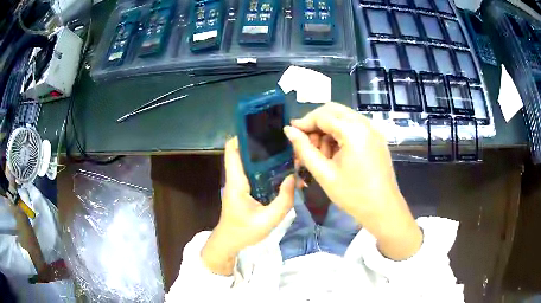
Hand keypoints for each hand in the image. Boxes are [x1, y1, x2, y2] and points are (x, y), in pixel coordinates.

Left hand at [201, 138, 294, 275]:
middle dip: (260, 144)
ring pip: (250, 162)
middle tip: (282, 140)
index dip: (242, 136)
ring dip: (265, 156)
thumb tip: (293, 177)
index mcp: (236, 182)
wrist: (229, 243)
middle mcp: (236, 178)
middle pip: (243, 152)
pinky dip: (266, 168)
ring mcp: (239, 183)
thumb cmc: (244, 232)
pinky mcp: (244, 189)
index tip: (261, 129)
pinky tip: (281, 169)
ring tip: (285, 151)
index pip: (232, 151)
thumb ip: (283, 200)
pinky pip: (254, 173)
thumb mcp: (268, 220)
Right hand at [284, 102, 421, 259]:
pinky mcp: (377, 138)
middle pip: (333, 110)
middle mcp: (365, 124)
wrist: (383, 209)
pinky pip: (354, 126)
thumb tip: (289, 131)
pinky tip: (336, 152)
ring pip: (344, 117)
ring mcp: (374, 130)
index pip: (322, 115)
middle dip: (316, 123)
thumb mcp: (324, 173)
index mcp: (353, 131)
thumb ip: (304, 149)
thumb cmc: (353, 195)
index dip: (304, 122)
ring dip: (328, 128)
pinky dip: (341, 133)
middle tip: (306, 142)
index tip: (291, 133)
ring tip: (321, 152)